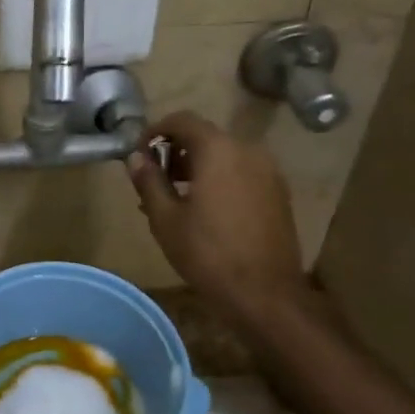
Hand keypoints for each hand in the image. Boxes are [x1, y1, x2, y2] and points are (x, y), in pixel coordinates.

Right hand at [126, 112, 314, 330]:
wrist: (265, 293)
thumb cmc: (207, 253)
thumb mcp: (165, 218)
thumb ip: (148, 181)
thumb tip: (135, 158)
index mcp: (218, 150)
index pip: (182, 120)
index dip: (156, 131)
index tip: (140, 154)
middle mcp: (248, 150)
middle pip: (205, 137)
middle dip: (175, 152)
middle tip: (154, 181)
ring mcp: (268, 171)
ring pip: (225, 155)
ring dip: (197, 167)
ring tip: (176, 199)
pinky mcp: (278, 193)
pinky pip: (242, 172)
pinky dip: (220, 179)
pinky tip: (205, 210)